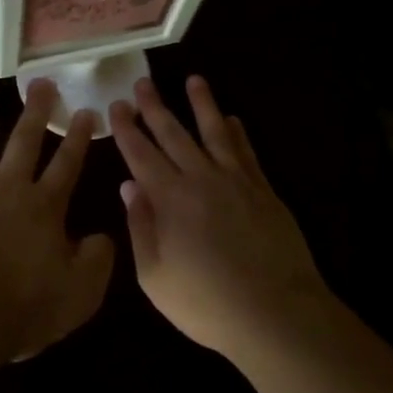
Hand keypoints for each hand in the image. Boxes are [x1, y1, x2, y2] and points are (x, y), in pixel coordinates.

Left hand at [0, 79, 116, 365]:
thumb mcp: (80, 293)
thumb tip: (103, 237)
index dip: (79, 137)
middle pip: (23, 141)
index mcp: (44, 207)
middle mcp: (7, 188)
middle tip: (40, 82)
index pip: (67, 164)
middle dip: (35, 110)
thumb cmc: (23, 309)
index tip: (86, 110)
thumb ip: (97, 260)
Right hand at [110, 76, 331, 358]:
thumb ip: (140, 228)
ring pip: (214, 132)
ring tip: (194, 80)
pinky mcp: (263, 191)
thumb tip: (129, 186)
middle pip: (174, 134)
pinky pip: (246, 152)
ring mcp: (236, 181)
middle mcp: (200, 179)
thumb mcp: (155, 276)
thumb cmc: (206, 303)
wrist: (275, 313)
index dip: (127, 128)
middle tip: (143, 81)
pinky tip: (232, 119)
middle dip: (155, 107)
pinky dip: (237, 132)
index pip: (141, 154)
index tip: (117, 105)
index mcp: (169, 199)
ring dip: (202, 104)